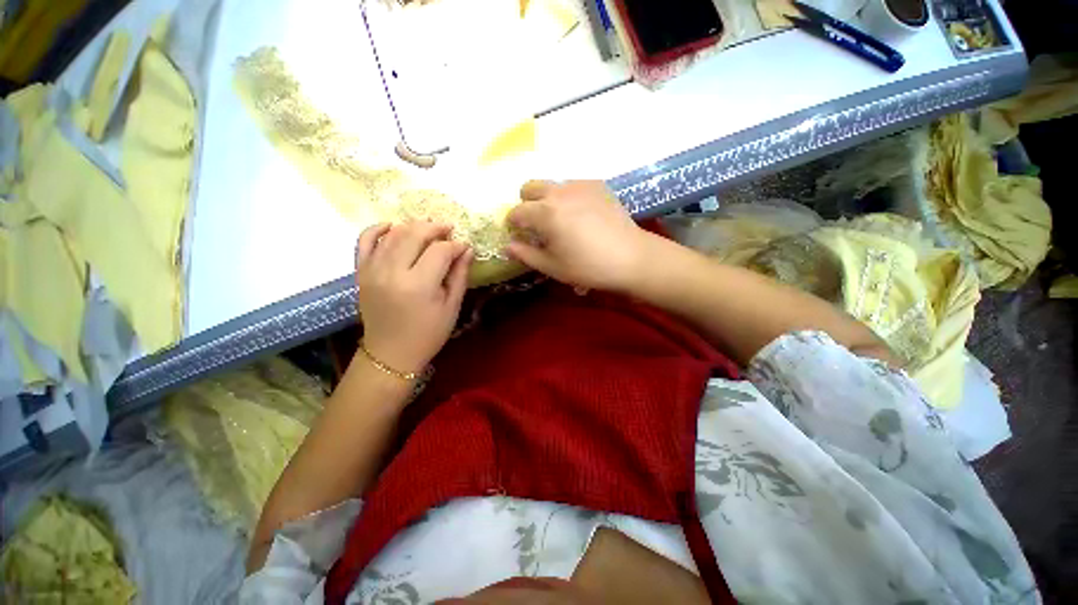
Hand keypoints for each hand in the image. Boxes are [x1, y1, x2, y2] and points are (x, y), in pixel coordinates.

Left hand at [355, 222, 472, 374]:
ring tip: (429, 230)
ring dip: (413, 226)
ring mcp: (372, 270)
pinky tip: (392, 226)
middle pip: (415, 234)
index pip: (440, 250)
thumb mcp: (452, 307)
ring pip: (393, 234)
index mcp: (419, 285)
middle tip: (449, 230)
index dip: (455, 245)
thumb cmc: (428, 334)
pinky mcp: (360, 272)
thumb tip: (468, 249)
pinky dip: (378, 228)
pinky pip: (365, 240)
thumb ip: (460, 275)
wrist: (390, 354)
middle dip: (435, 228)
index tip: (464, 247)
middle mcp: (392, 272)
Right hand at [506, 180, 653, 291]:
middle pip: (529, 187)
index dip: (512, 224)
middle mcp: (558, 192)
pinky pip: (573, 185)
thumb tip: (507, 246)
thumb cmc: (588, 267)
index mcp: (544, 213)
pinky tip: (582, 216)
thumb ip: (525, 254)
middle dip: (526, 204)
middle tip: (537, 224)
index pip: (516, 212)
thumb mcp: (552, 266)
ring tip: (562, 221)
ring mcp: (580, 185)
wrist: (631, 257)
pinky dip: (569, 197)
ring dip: (547, 200)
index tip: (518, 235)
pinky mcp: (597, 184)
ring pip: (552, 185)